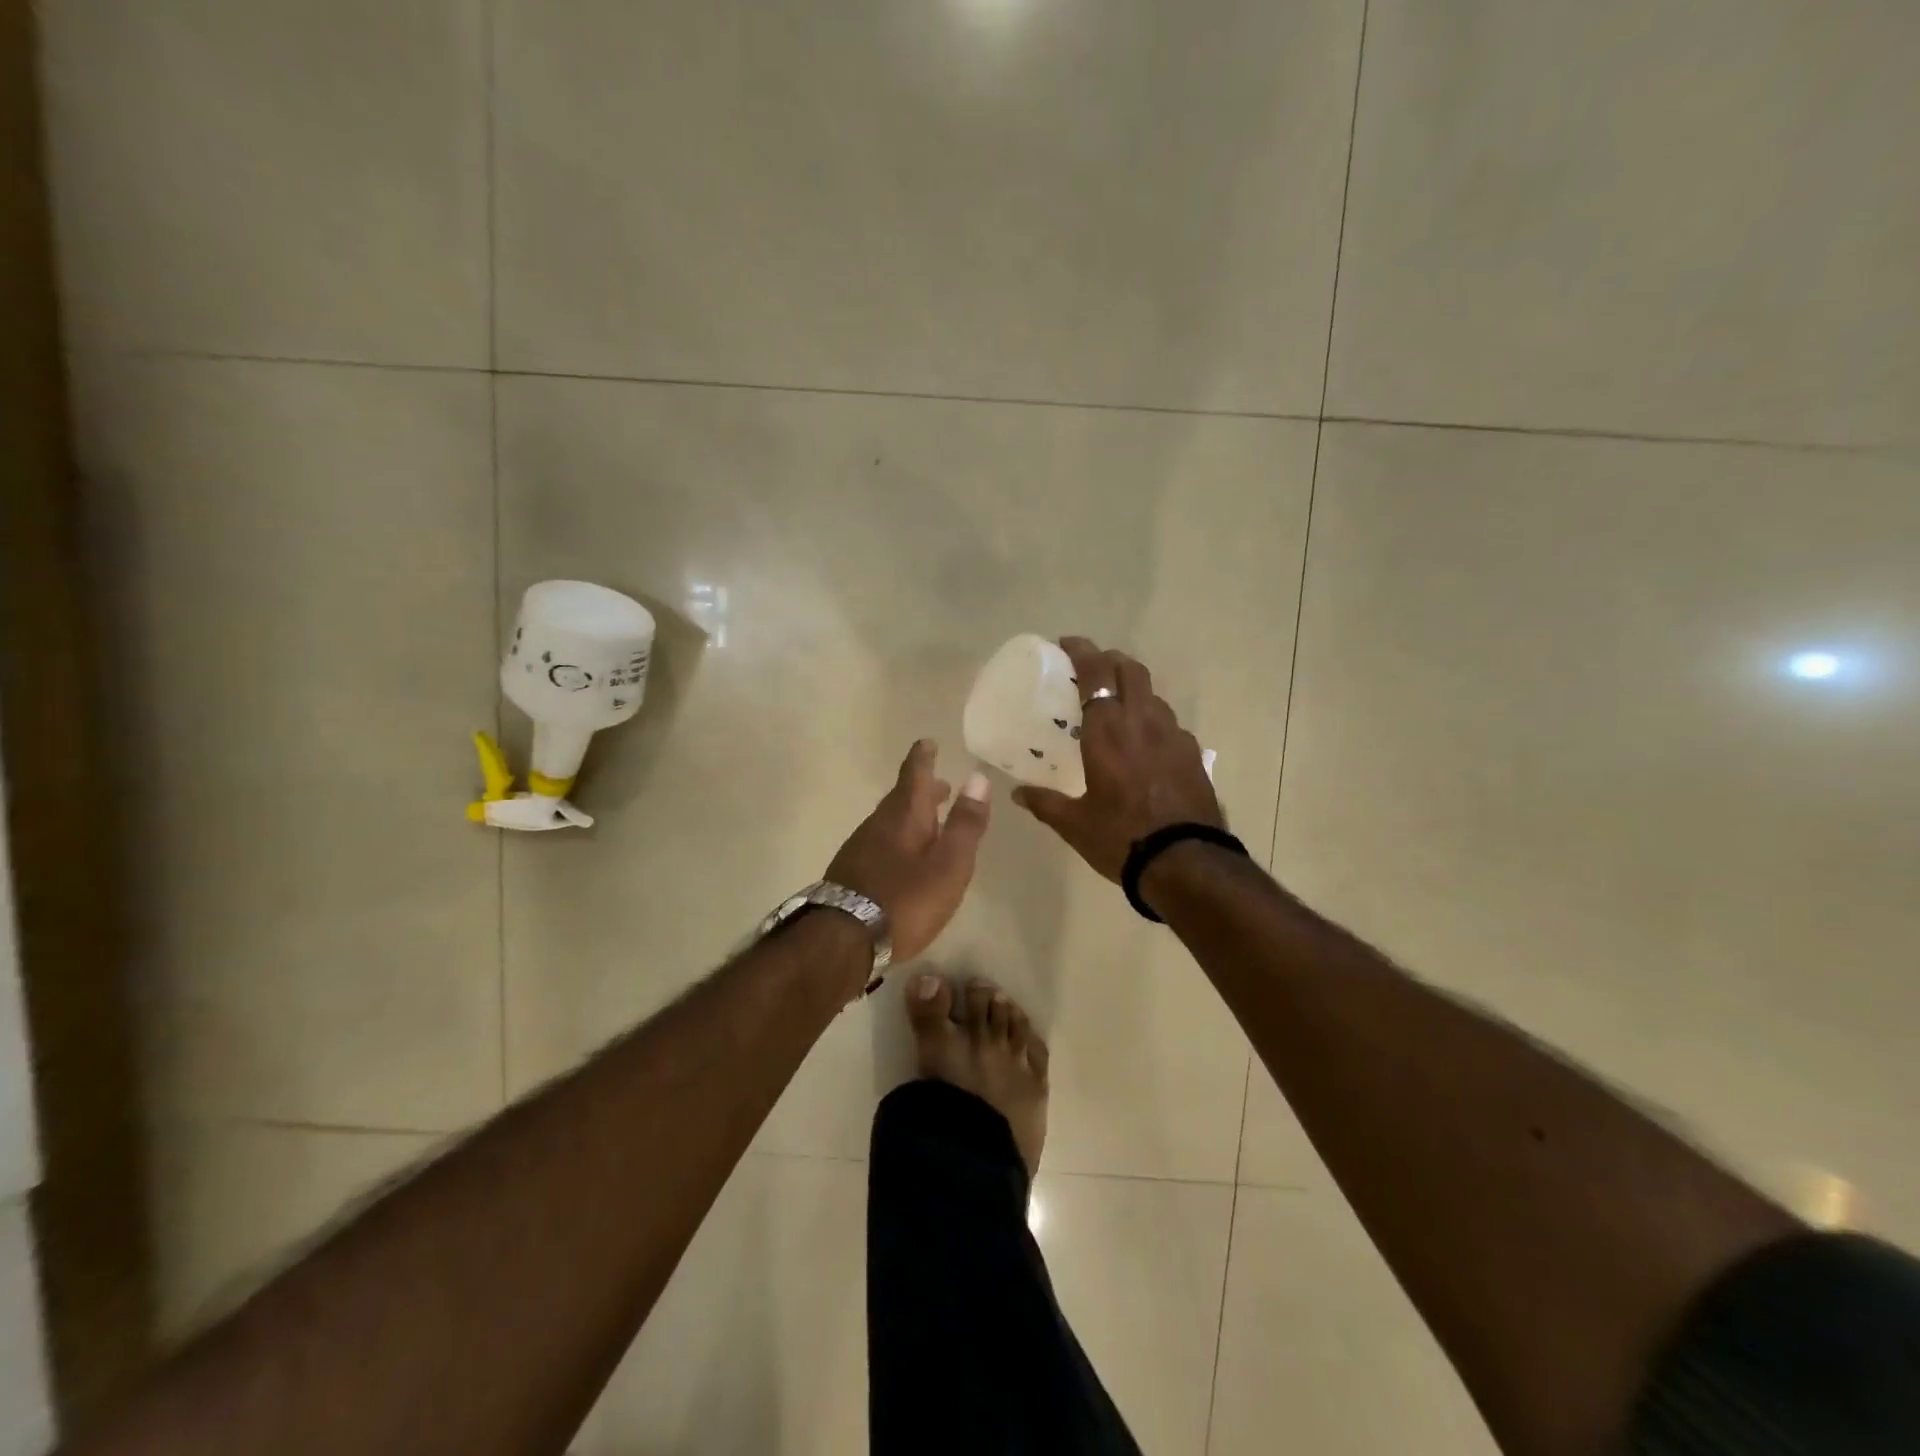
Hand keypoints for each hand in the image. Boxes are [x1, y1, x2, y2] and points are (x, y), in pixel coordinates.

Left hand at [826, 739, 991, 961]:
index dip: (923, 758)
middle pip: (901, 799)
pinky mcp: (849, 874)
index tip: (927, 742)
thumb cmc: (906, 900)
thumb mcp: (949, 864)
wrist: (842, 940)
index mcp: (904, 817)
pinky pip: (878, 844)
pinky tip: (902, 860)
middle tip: (941, 787)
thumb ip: (965, 824)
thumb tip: (978, 778)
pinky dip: (896, 840)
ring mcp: (859, 849)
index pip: (914, 775)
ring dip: (910, 817)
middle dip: (922, 790)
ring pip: (888, 822)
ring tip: (928, 824)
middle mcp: (878, 825)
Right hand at [1011, 636, 1222, 881]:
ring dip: (1134, 690)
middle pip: (1131, 670)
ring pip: (1153, 695)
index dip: (1082, 651)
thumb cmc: (1121, 838)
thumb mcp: (1074, 824)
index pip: (1095, 673)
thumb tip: (1017, 794)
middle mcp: (1142, 722)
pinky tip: (1145, 744)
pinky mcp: (1193, 754)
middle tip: (1093, 669)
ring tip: (1118, 707)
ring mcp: (1174, 735)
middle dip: (1111, 660)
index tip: (1067, 644)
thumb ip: (1044, 803)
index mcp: (1108, 731)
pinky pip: (1169, 724)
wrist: (1186, 862)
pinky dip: (1152, 721)